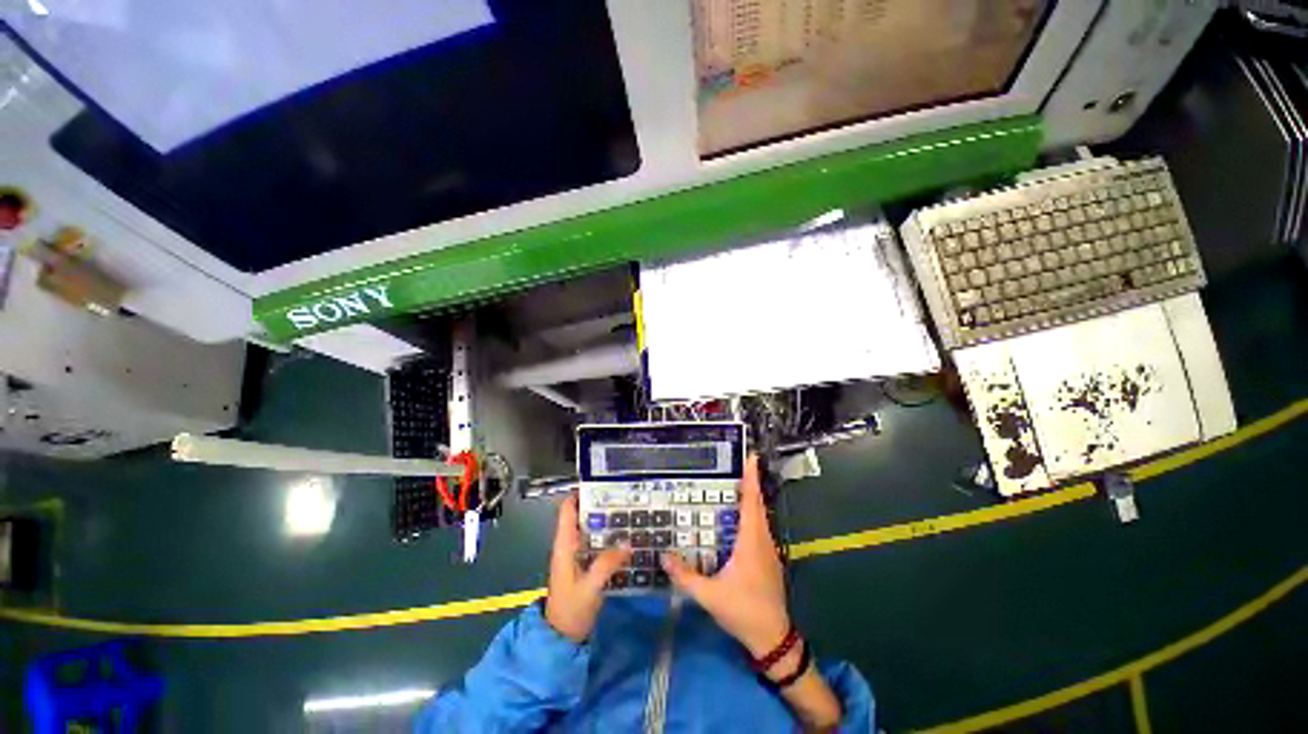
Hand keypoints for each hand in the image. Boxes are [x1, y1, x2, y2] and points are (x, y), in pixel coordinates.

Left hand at [544, 495, 630, 642]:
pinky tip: (629, 536)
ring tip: (631, 511)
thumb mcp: (589, 587)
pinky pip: (599, 543)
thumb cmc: (570, 610)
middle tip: (625, 496)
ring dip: (608, 520)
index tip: (601, 483)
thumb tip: (628, 542)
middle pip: (583, 515)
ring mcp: (579, 554)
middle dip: (601, 504)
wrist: (563, 638)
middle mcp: (570, 544)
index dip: (580, 493)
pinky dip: (611, 536)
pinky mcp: (587, 564)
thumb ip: (607, 564)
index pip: (567, 509)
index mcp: (564, 544)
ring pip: (593, 528)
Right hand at [661, 455, 789, 657]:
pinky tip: (741, 516)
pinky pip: (761, 527)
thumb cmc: (743, 611)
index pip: (751, 503)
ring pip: (761, 516)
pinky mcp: (769, 558)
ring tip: (739, 483)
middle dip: (751, 482)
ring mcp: (768, 550)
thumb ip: (685, 576)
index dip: (751, 479)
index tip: (752, 457)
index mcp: (750, 543)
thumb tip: (663, 556)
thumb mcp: (709, 596)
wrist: (773, 638)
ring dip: (753, 497)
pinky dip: (753, 513)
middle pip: (758, 505)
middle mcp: (762, 540)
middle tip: (741, 463)